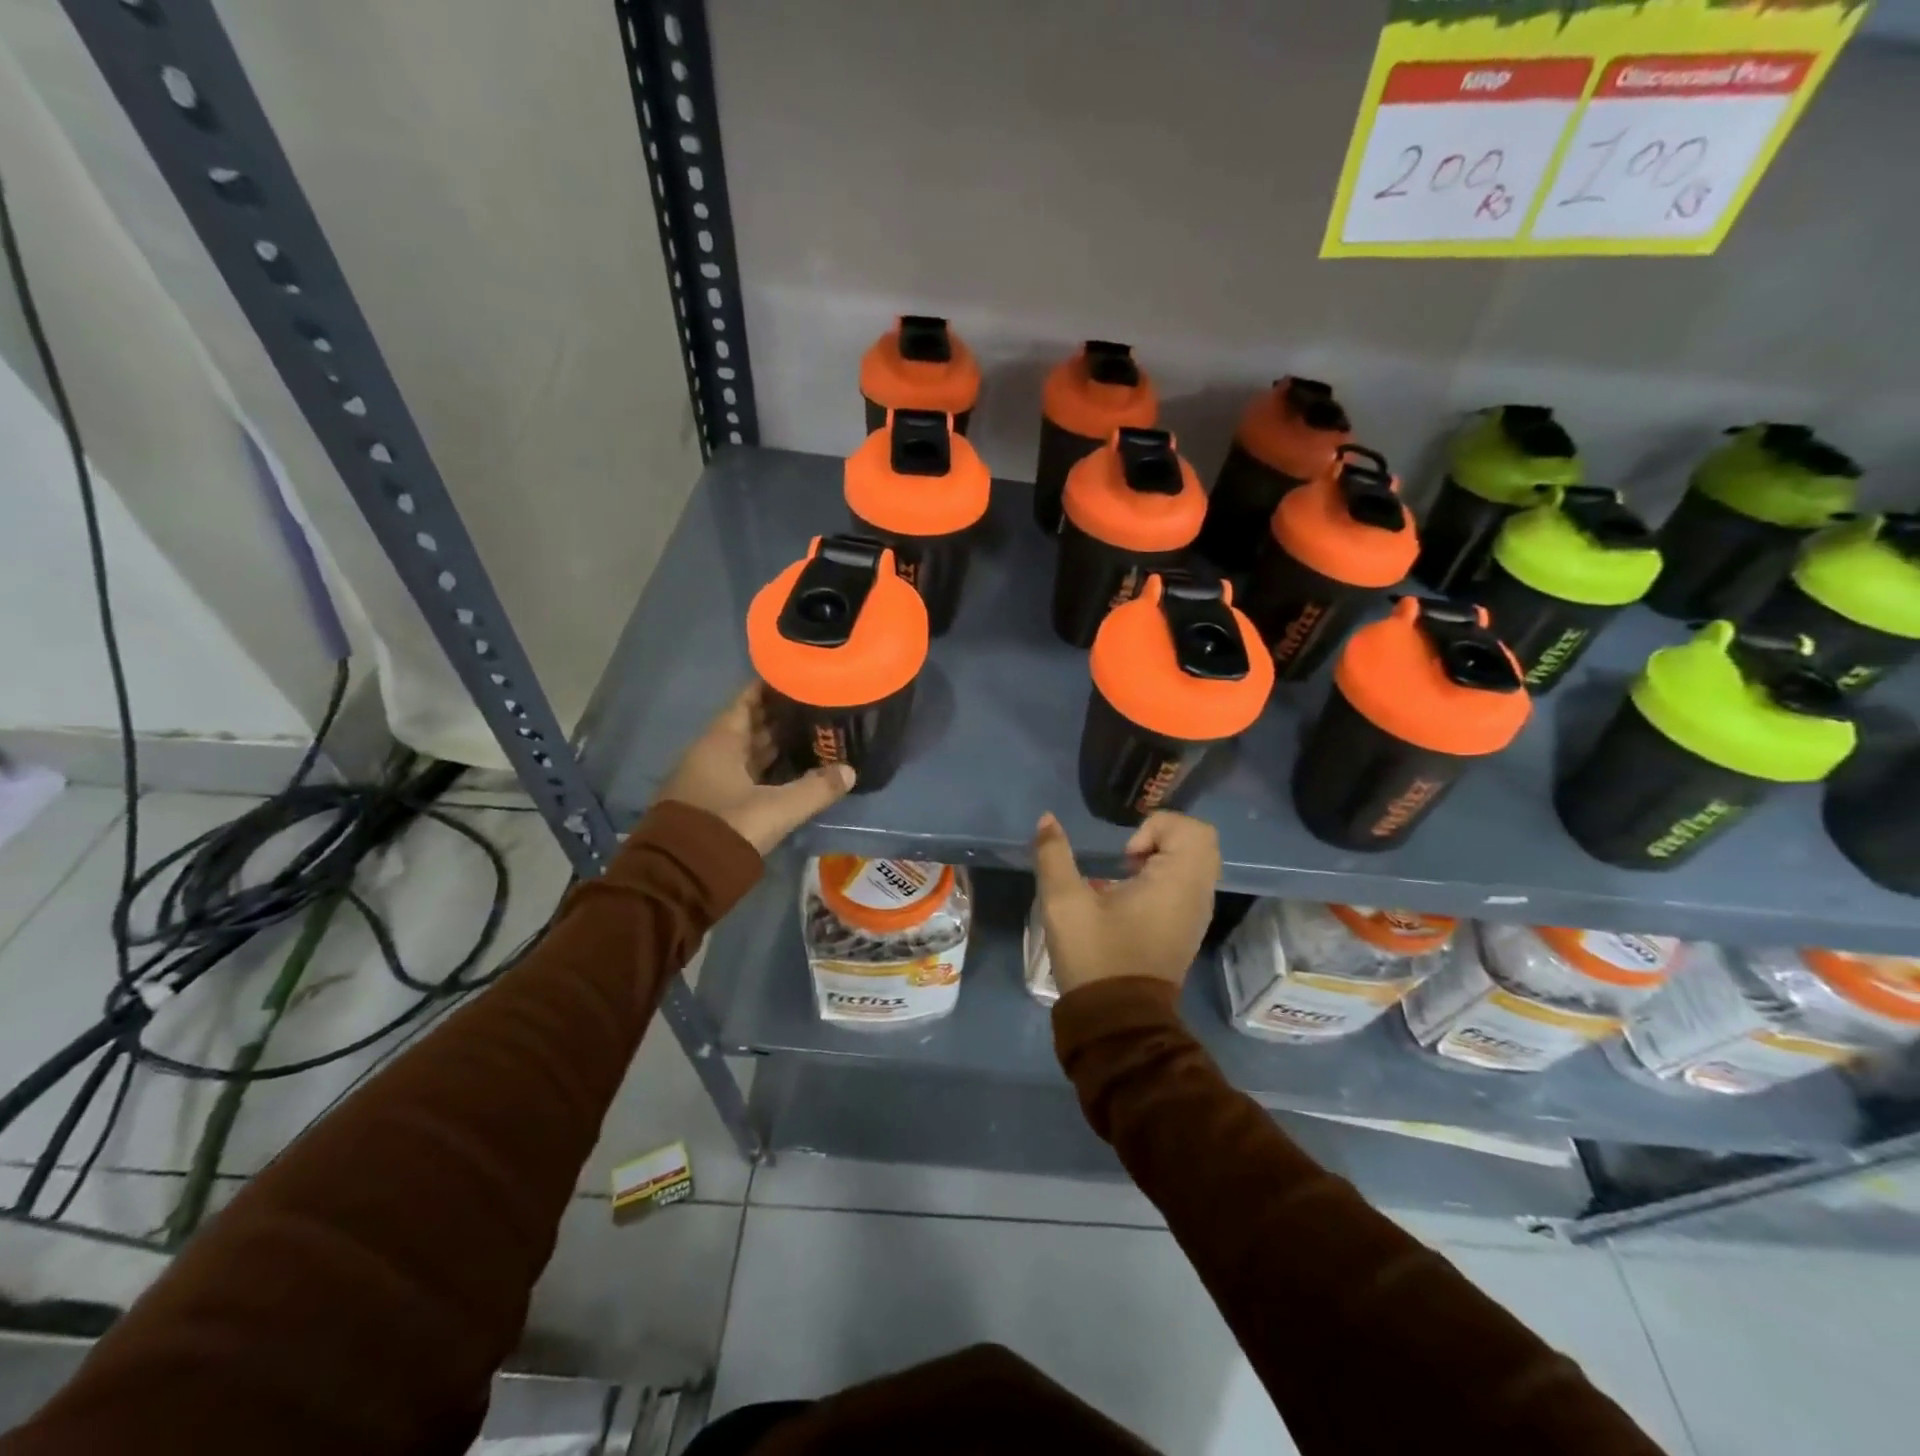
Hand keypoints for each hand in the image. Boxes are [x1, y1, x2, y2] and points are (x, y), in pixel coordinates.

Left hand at [656, 684, 854, 854]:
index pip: (747, 700)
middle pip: (748, 725)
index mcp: (721, 742)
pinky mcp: (711, 803)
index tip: (798, 677)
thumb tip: (849, 771)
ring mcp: (708, 779)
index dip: (770, 687)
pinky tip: (789, 771)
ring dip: (773, 744)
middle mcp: (710, 753)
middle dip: (779, 716)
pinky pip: (743, 774)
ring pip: (745, 752)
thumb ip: (815, 789)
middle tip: (815, 707)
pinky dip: (765, 768)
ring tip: (809, 735)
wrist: (679, 877)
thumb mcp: (777, 809)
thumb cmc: (728, 828)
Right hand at [1032, 811, 1220, 996]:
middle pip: (1198, 843)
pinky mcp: (1186, 931)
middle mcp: (1198, 896)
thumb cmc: (1096, 956)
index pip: (1191, 829)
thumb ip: (1054, 855)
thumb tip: (1047, 819)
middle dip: (1160, 839)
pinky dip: (1163, 881)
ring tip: (1122, 878)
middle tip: (1126, 859)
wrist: (1117, 1022)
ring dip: (1160, 860)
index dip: (1155, 828)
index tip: (1124, 855)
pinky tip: (1126, 901)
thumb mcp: (1064, 903)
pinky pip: (1186, 887)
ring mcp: (1195, 916)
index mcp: (1179, 883)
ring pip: (1193, 866)